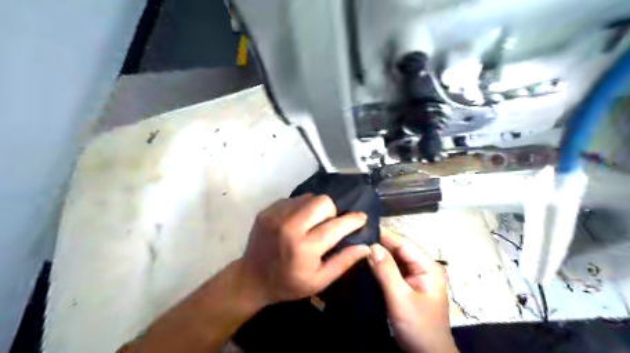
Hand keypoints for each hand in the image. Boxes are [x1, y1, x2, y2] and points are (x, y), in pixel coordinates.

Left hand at [238, 194, 369, 304]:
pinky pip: (293, 199)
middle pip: (322, 201)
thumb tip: (366, 246)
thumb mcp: (319, 281)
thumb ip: (343, 262)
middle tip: (328, 224)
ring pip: (308, 197)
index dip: (353, 220)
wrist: (251, 279)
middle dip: (332, 211)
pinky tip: (297, 222)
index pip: (336, 226)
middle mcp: (289, 227)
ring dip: (316, 208)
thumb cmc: (288, 284)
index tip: (362, 217)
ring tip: (312, 223)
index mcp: (304, 248)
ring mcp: (275, 216)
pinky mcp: (267, 210)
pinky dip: (301, 208)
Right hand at [365, 227, 458, 351]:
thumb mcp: (401, 299)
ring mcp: (415, 275)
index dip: (383, 235)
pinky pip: (392, 269)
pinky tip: (365, 261)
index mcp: (428, 266)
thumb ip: (386, 271)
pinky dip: (379, 265)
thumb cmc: (418, 328)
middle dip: (378, 244)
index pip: (403, 243)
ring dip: (377, 254)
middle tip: (355, 239)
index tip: (361, 229)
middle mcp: (423, 266)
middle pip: (398, 249)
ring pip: (394, 258)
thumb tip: (371, 246)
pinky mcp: (407, 284)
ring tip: (356, 247)